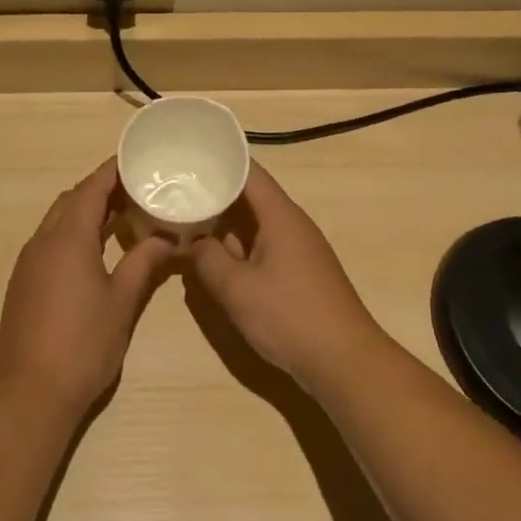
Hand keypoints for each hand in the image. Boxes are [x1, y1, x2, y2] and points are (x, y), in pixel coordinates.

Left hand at [0, 159, 176, 415]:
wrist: (32, 392)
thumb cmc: (84, 343)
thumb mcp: (122, 302)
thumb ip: (143, 263)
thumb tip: (165, 238)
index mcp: (68, 238)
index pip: (91, 189)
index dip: (112, 171)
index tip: (136, 159)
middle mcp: (43, 241)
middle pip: (71, 200)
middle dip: (100, 190)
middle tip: (135, 191)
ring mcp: (28, 262)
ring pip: (57, 221)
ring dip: (85, 213)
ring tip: (121, 218)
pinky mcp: (22, 282)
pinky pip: (49, 242)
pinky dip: (72, 234)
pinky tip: (94, 253)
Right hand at [186, 162, 389, 391]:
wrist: (344, 362)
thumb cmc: (289, 316)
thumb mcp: (236, 288)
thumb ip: (207, 259)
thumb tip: (190, 242)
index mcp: (280, 216)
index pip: (249, 172)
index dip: (219, 162)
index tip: (187, 159)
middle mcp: (291, 224)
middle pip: (250, 196)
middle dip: (215, 193)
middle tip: (176, 190)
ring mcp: (297, 249)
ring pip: (255, 224)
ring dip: (224, 224)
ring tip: (186, 220)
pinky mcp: (298, 273)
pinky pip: (263, 247)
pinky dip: (238, 247)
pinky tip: (214, 258)